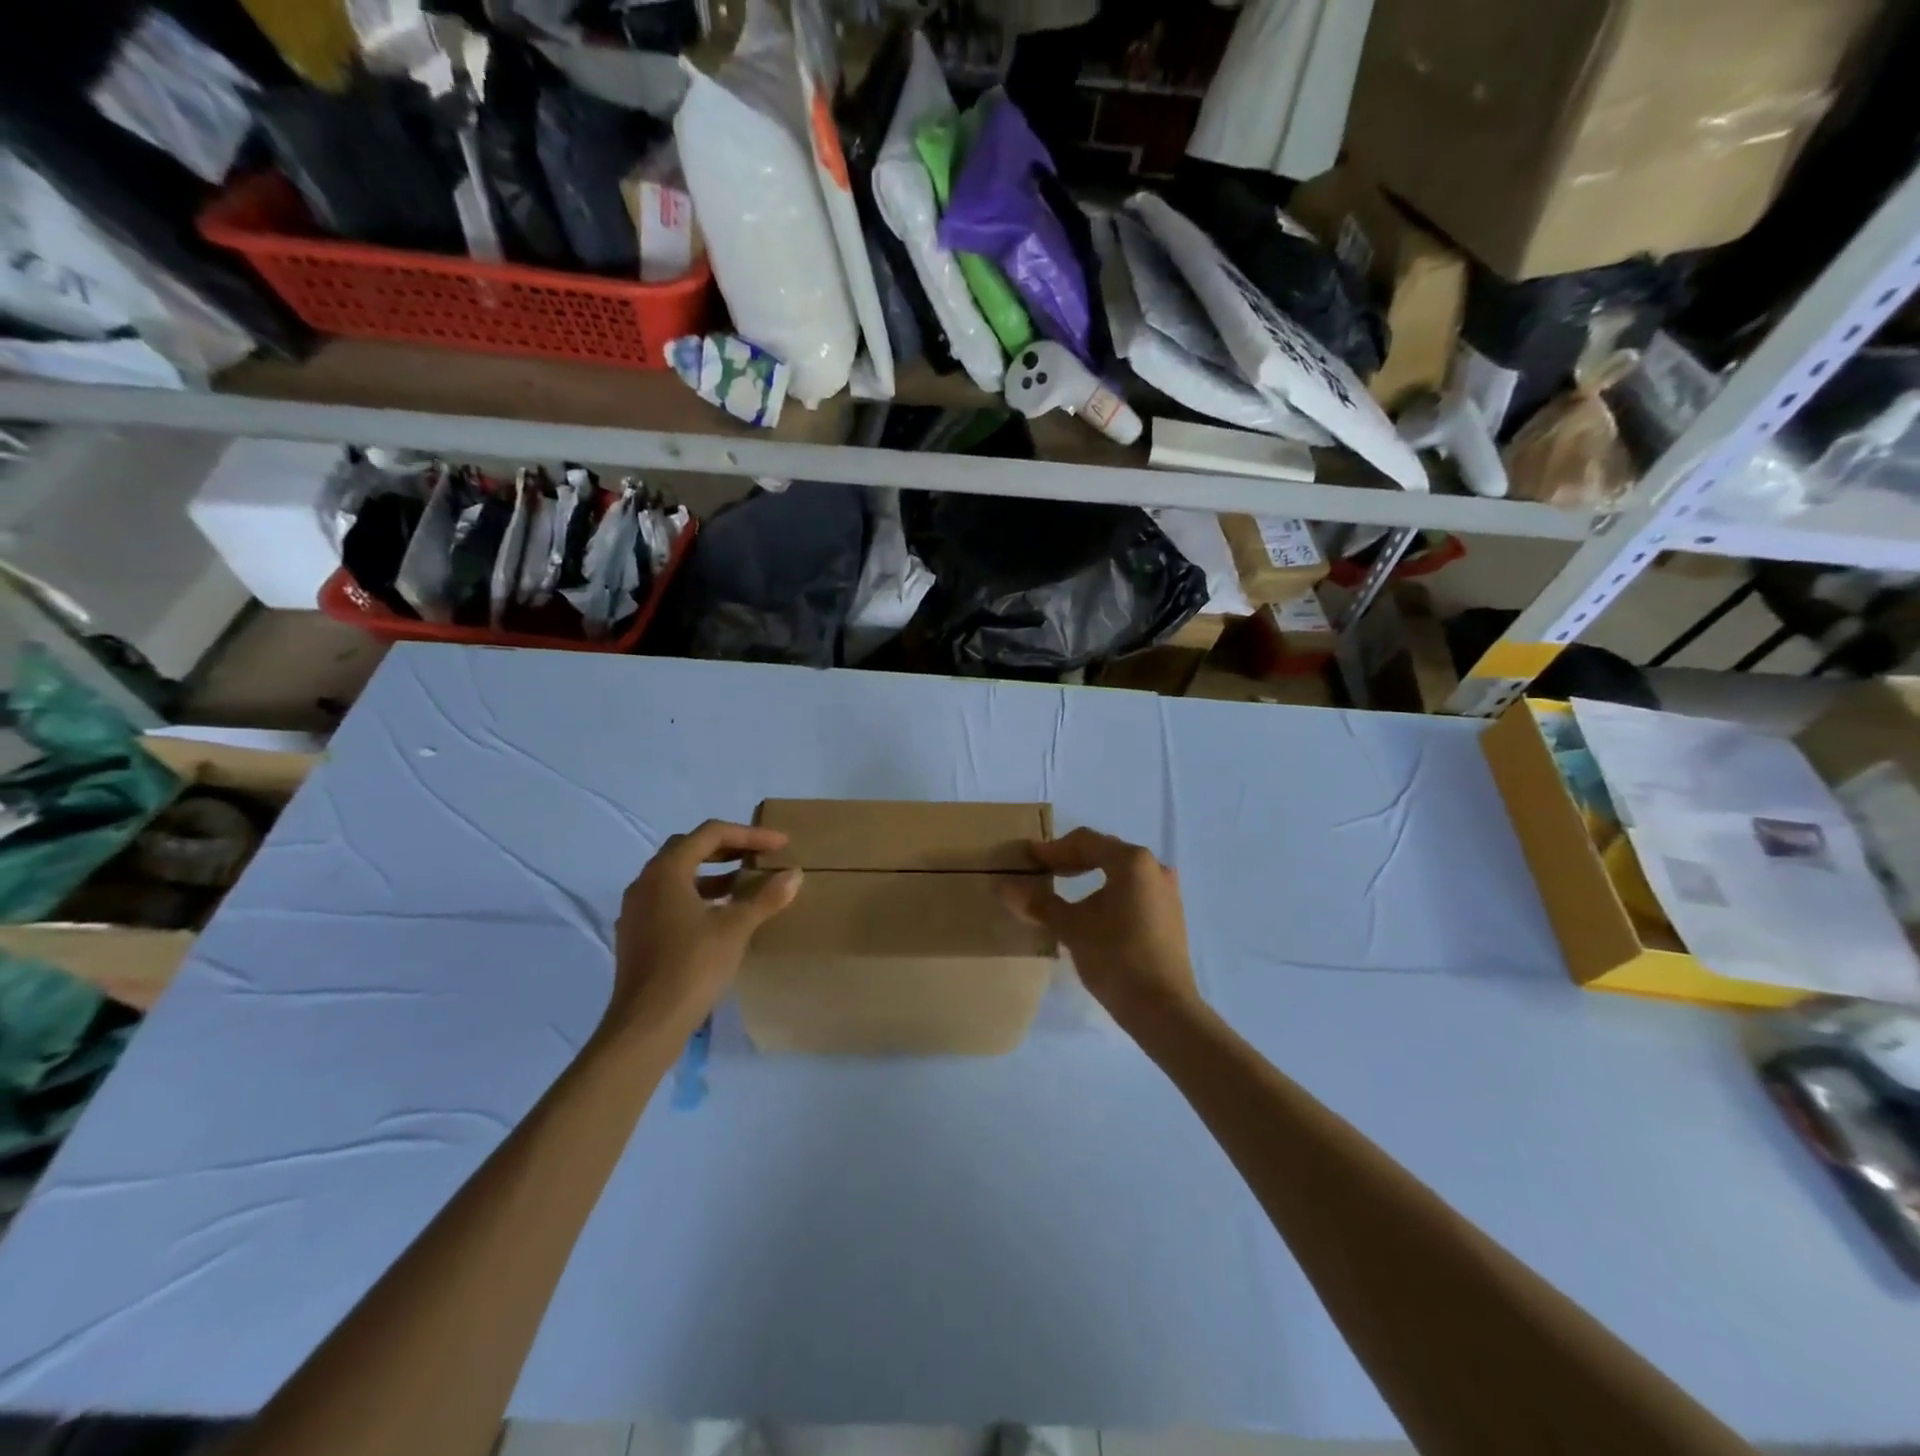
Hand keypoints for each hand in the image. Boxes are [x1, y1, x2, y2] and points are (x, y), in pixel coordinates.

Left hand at [610, 820, 802, 1039]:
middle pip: (689, 849)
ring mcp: (636, 909)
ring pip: (678, 876)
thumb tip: (795, 873)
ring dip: (712, 874)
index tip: (780, 844)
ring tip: (744, 885)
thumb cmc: (692, 966)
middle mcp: (646, 882)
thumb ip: (766, 897)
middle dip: (728, 848)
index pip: (711, 833)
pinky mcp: (636, 934)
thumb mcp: (736, 928)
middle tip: (758, 856)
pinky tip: (719, 916)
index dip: (749, 834)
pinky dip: (697, 896)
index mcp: (667, 871)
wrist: (646, 1024)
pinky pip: (669, 899)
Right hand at [1000, 827, 1198, 1030]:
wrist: (1164, 1010)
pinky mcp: (1170, 915)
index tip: (1028, 859)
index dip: (1053, 849)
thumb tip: (1003, 886)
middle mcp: (1154, 867)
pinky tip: (1091, 912)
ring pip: (1120, 873)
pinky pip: (1133, 891)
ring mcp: (1167, 892)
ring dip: (1090, 877)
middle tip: (1042, 871)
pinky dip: (1108, 893)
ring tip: (1063, 890)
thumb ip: (1039, 903)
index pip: (1085, 841)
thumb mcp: (1072, 928)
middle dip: (1071, 860)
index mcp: (1132, 861)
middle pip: (1105, 852)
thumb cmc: (1116, 958)